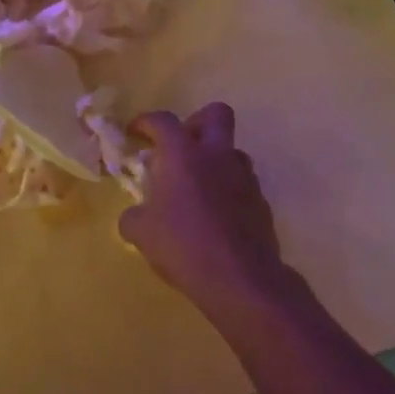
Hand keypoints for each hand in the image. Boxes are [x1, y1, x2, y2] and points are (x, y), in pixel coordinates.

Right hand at [119, 104, 293, 315]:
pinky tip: (215, 215)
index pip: (162, 121)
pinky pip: (242, 183)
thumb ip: (134, 216)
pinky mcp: (261, 202)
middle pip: (215, 114)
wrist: (241, 279)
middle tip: (179, 147)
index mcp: (183, 154)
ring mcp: (244, 176)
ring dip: (214, 159)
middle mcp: (217, 155)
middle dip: (195, 123)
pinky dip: (228, 190)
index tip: (134, 132)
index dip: (145, 122)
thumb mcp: (141, 233)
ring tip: (197, 186)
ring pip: (232, 150)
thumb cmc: (183, 245)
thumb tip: (135, 215)